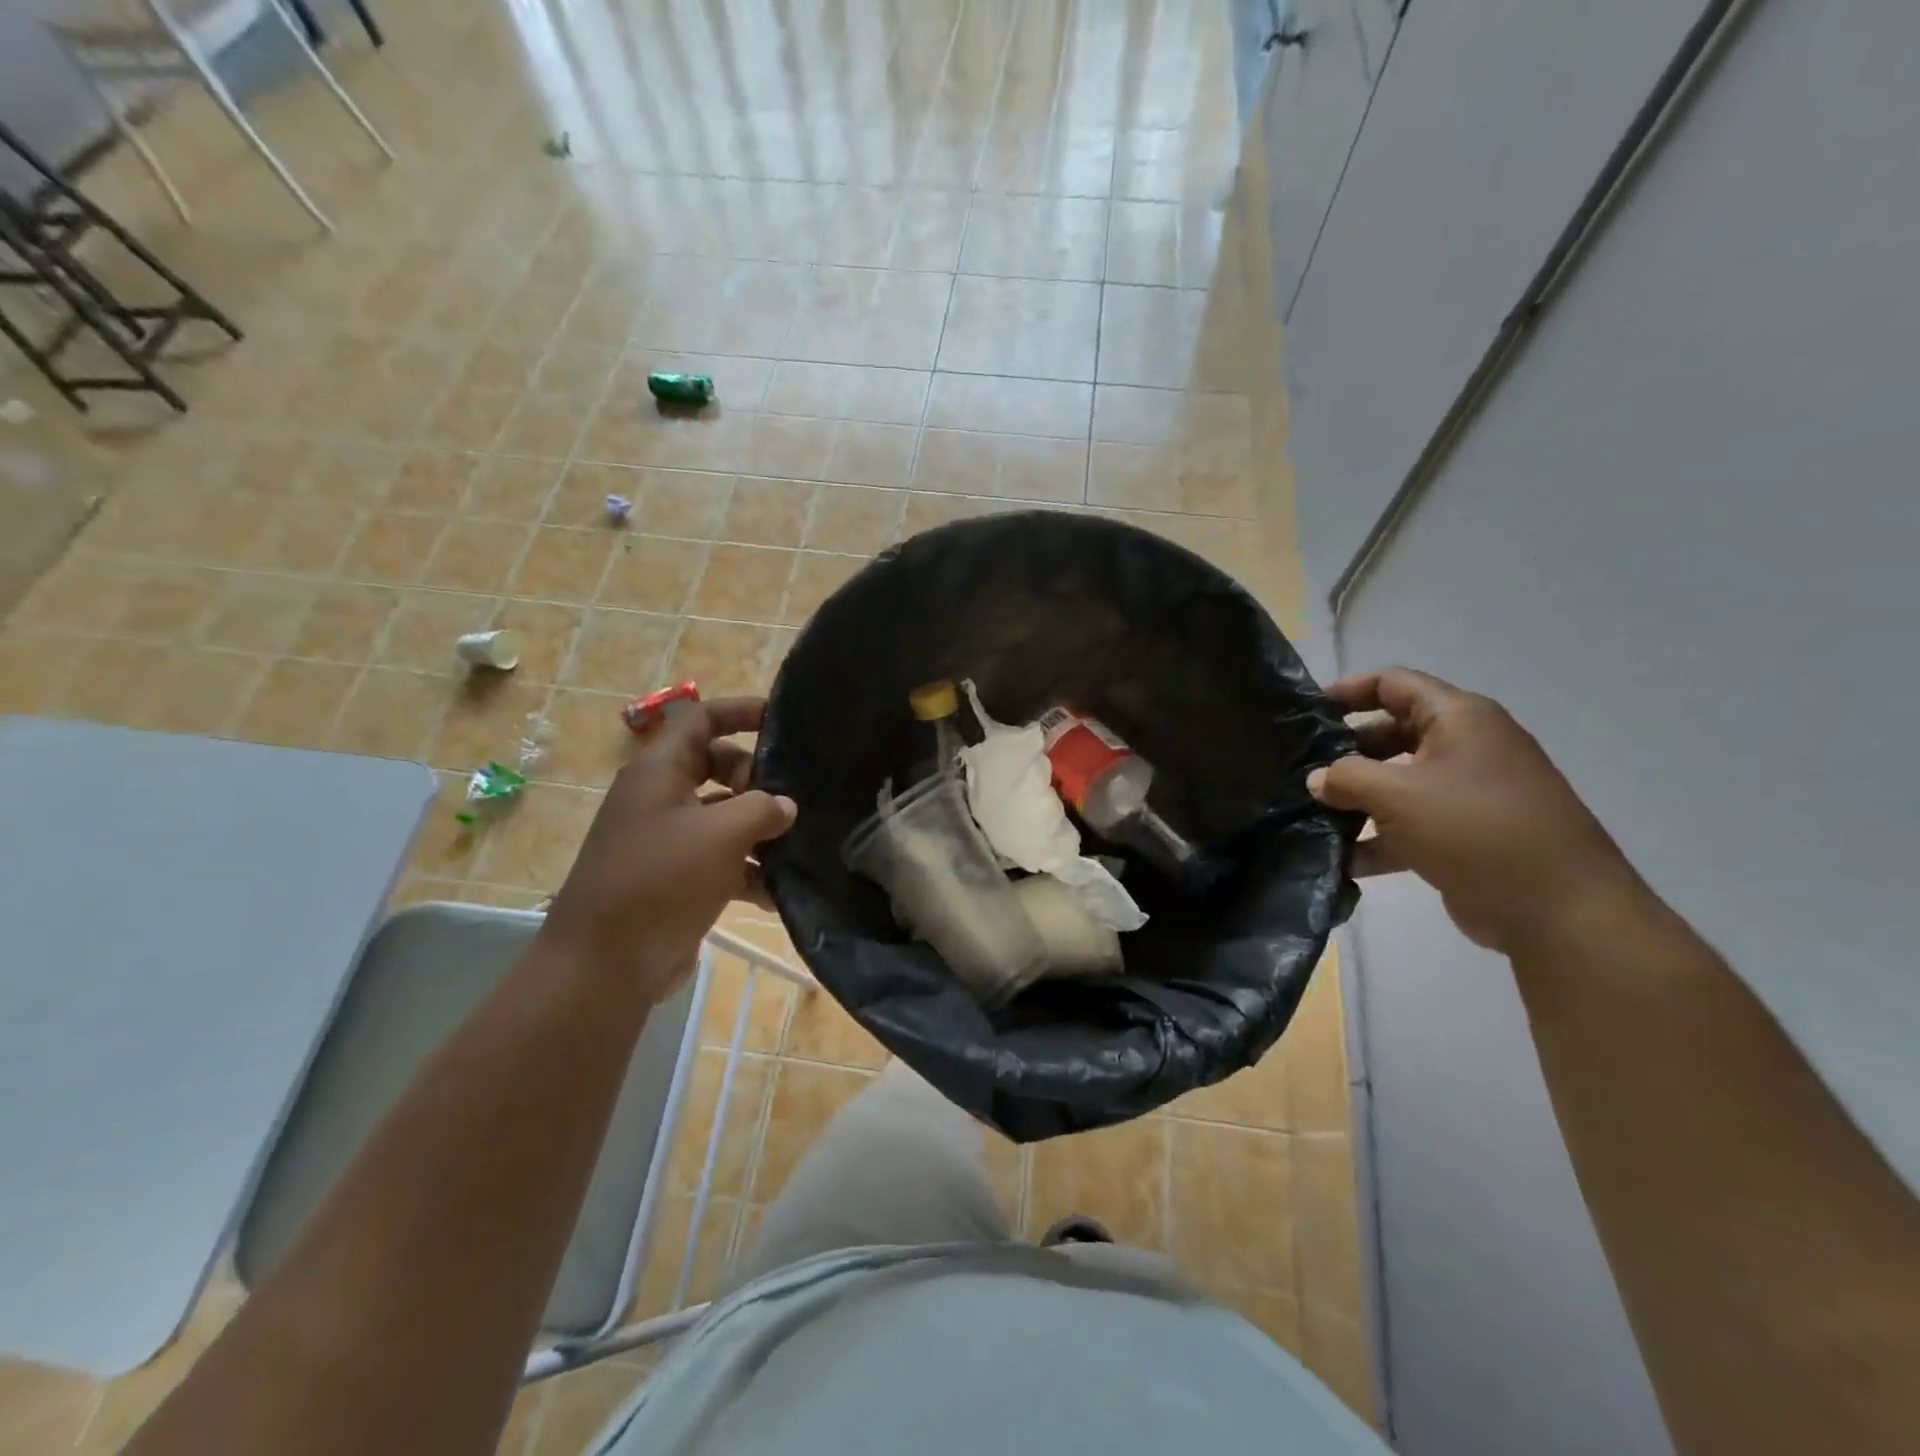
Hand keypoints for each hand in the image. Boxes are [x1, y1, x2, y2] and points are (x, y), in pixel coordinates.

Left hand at [540, 697, 796, 997]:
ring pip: (723, 816)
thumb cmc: (660, 881)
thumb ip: (761, 809)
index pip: (700, 719)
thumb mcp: (720, 835)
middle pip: (717, 766)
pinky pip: (720, 860)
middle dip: (756, 778)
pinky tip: (779, 891)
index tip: (783, 720)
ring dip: (758, 828)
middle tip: (789, 799)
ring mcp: (667, 841)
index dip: (740, 711)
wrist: (605, 966)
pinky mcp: (676, 879)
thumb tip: (785, 805)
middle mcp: (660, 799)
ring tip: (797, 844)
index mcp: (658, 772)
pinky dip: (748, 870)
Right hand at [1307, 668, 1640, 953]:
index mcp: (1459, 719)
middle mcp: (1466, 747)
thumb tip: (1318, 780)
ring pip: (1399, 782)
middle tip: (1303, 768)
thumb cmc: (1474, 829)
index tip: (1307, 711)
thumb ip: (1346, 778)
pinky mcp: (1466, 834)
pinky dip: (1379, 839)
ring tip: (1312, 815)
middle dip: (1347, 751)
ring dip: (1357, 799)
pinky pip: (1411, 825)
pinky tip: (1341, 861)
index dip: (1349, 690)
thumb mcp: (1397, 794)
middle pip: (1393, 733)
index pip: (1394, 684)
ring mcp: (1469, 793)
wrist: (1557, 909)